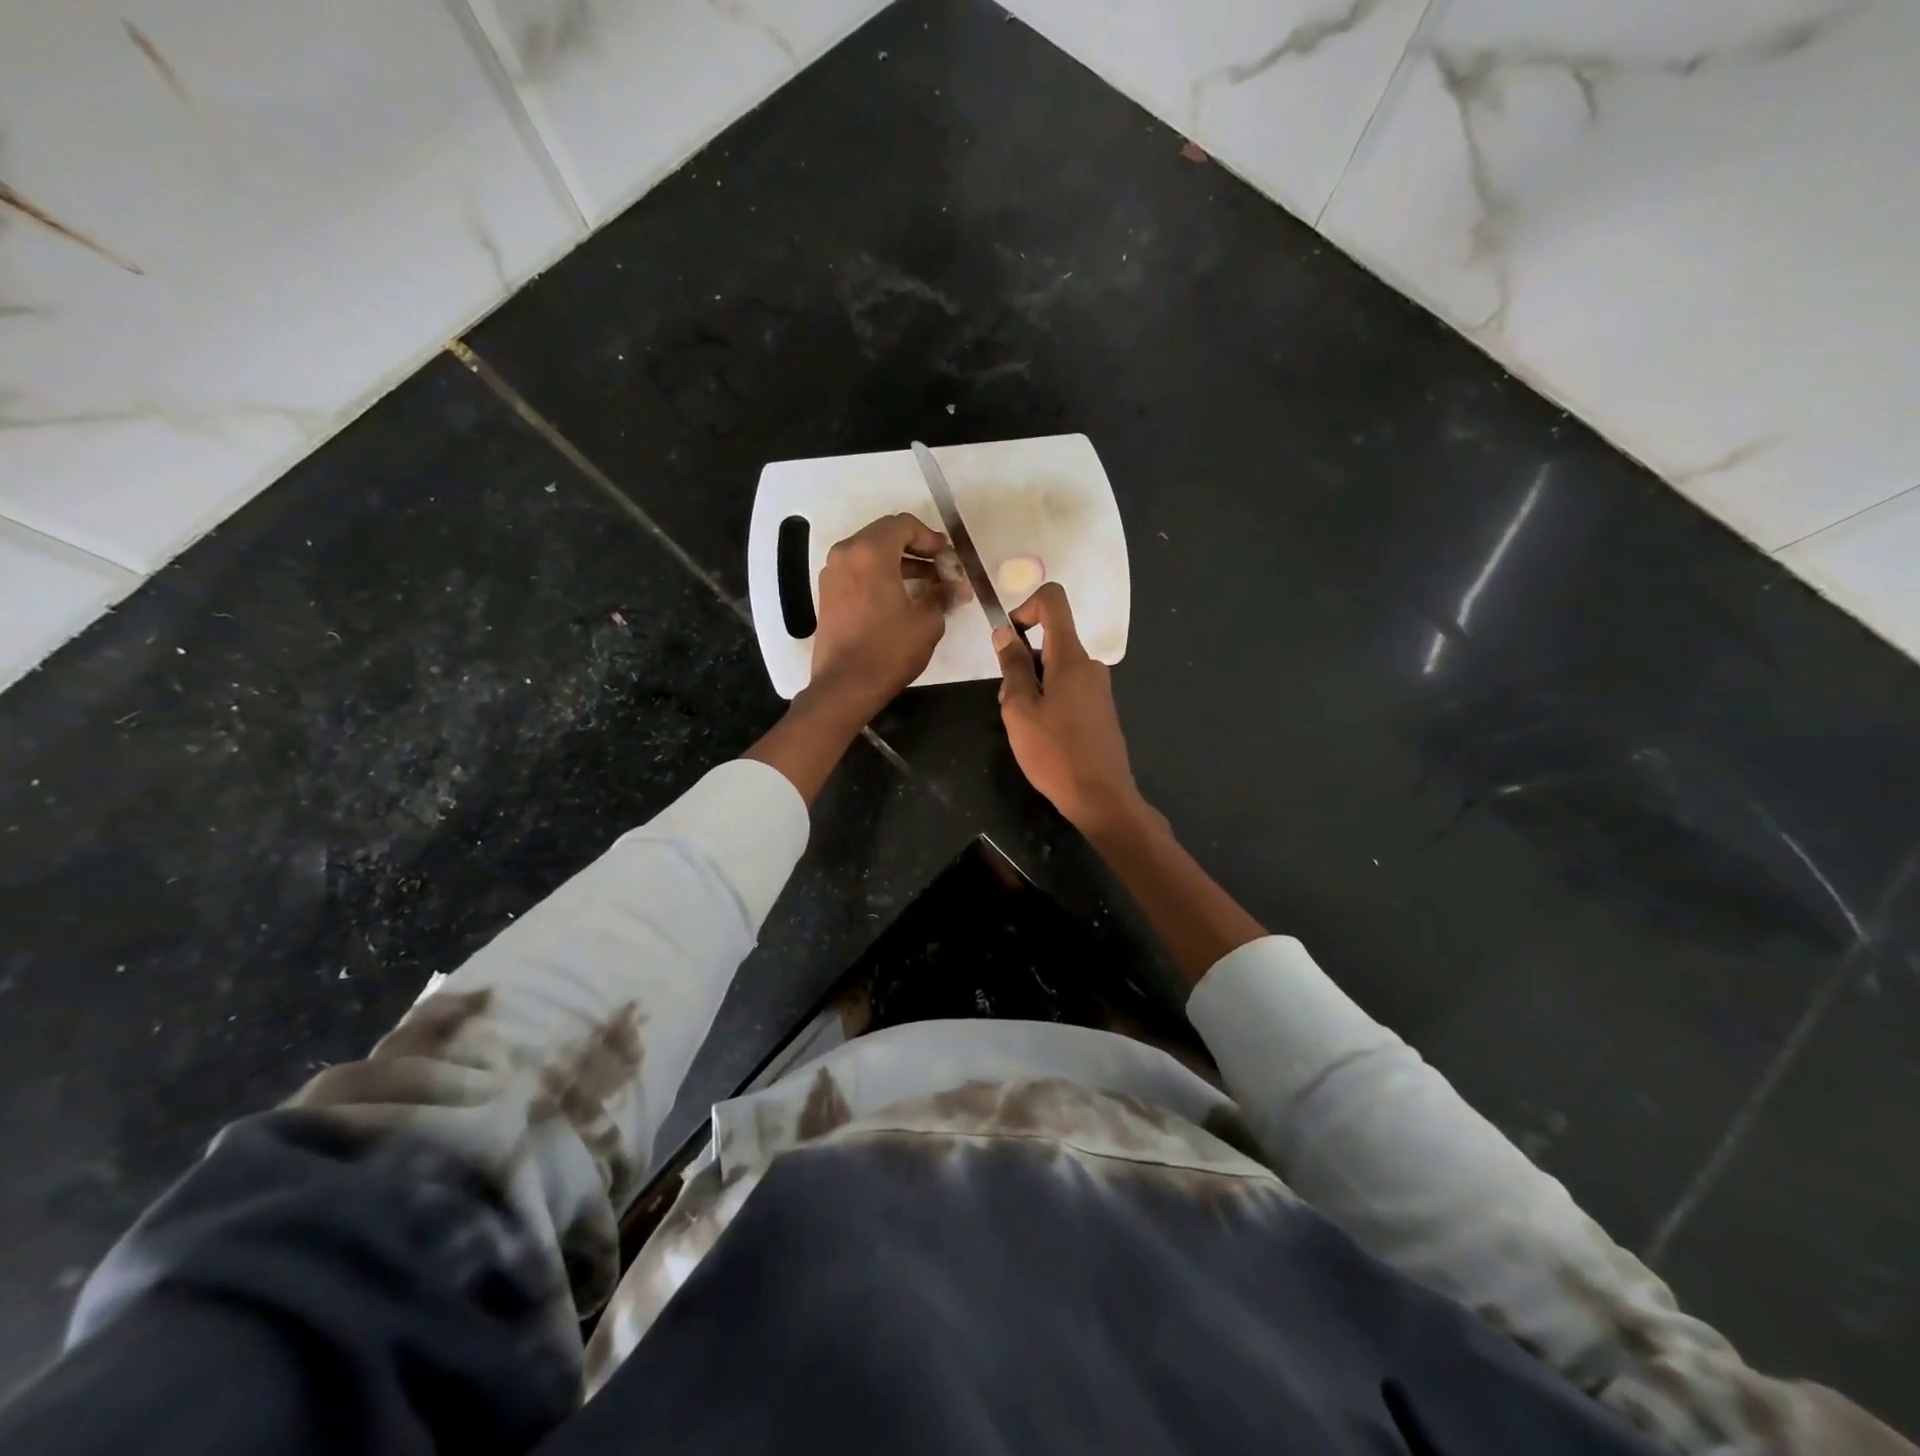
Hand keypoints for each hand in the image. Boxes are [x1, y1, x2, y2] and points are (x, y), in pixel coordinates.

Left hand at [808, 513, 952, 717]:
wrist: (845, 685)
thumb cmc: (889, 649)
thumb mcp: (927, 622)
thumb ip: (942, 595)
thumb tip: (957, 587)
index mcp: (870, 552)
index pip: (902, 524)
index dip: (929, 536)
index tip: (946, 555)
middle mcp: (846, 554)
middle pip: (884, 535)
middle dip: (914, 547)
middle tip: (939, 566)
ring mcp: (832, 574)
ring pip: (869, 553)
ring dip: (898, 562)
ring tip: (926, 583)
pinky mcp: (828, 594)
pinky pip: (857, 571)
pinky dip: (879, 575)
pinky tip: (900, 597)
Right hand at [994, 583, 1146, 835]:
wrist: (1101, 797)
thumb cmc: (1055, 753)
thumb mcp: (1020, 710)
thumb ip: (1013, 667)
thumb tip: (1005, 632)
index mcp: (1070, 657)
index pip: (1053, 601)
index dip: (1025, 607)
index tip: (1010, 640)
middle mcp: (1089, 664)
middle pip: (1050, 640)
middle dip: (1022, 661)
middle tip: (1010, 702)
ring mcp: (1098, 687)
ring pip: (1056, 668)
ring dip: (1032, 686)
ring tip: (1024, 726)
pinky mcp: (1100, 709)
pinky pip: (1068, 688)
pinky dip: (1048, 700)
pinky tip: (1042, 736)